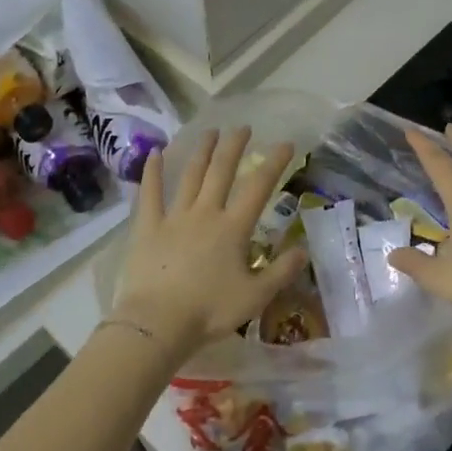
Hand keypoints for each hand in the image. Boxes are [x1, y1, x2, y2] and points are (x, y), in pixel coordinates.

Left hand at [110, 126, 306, 367]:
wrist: (158, 323)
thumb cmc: (210, 311)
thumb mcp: (256, 297)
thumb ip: (281, 271)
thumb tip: (304, 250)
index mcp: (233, 228)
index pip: (258, 187)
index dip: (274, 163)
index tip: (285, 144)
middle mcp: (205, 213)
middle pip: (222, 171)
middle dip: (234, 146)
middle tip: (243, 127)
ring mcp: (174, 217)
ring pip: (190, 176)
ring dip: (202, 152)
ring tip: (210, 132)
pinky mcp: (147, 227)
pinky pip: (149, 194)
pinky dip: (152, 172)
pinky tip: (155, 153)